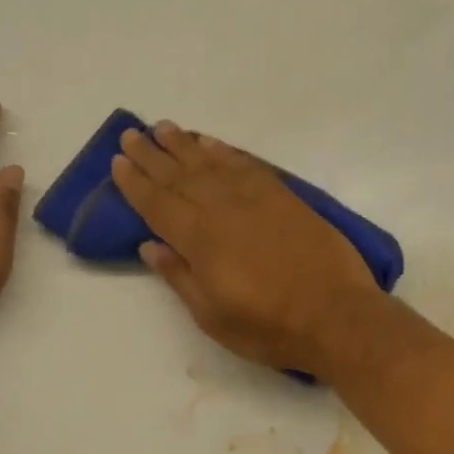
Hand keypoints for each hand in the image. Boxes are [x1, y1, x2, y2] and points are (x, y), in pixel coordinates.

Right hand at [110, 122, 382, 375]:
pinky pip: (246, 165)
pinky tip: (211, 144)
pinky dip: (225, 152)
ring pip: (210, 163)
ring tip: (164, 128)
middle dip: (152, 154)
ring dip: (184, 144)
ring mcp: (255, 198)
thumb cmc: (268, 326)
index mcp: (199, 239)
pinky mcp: (283, 196)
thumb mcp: (212, 315)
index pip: (157, 203)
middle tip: (132, 133)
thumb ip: (179, 275)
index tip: (117, 160)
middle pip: (178, 175)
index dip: (134, 182)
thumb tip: (149, 245)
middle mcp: (222, 209)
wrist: (336, 315)